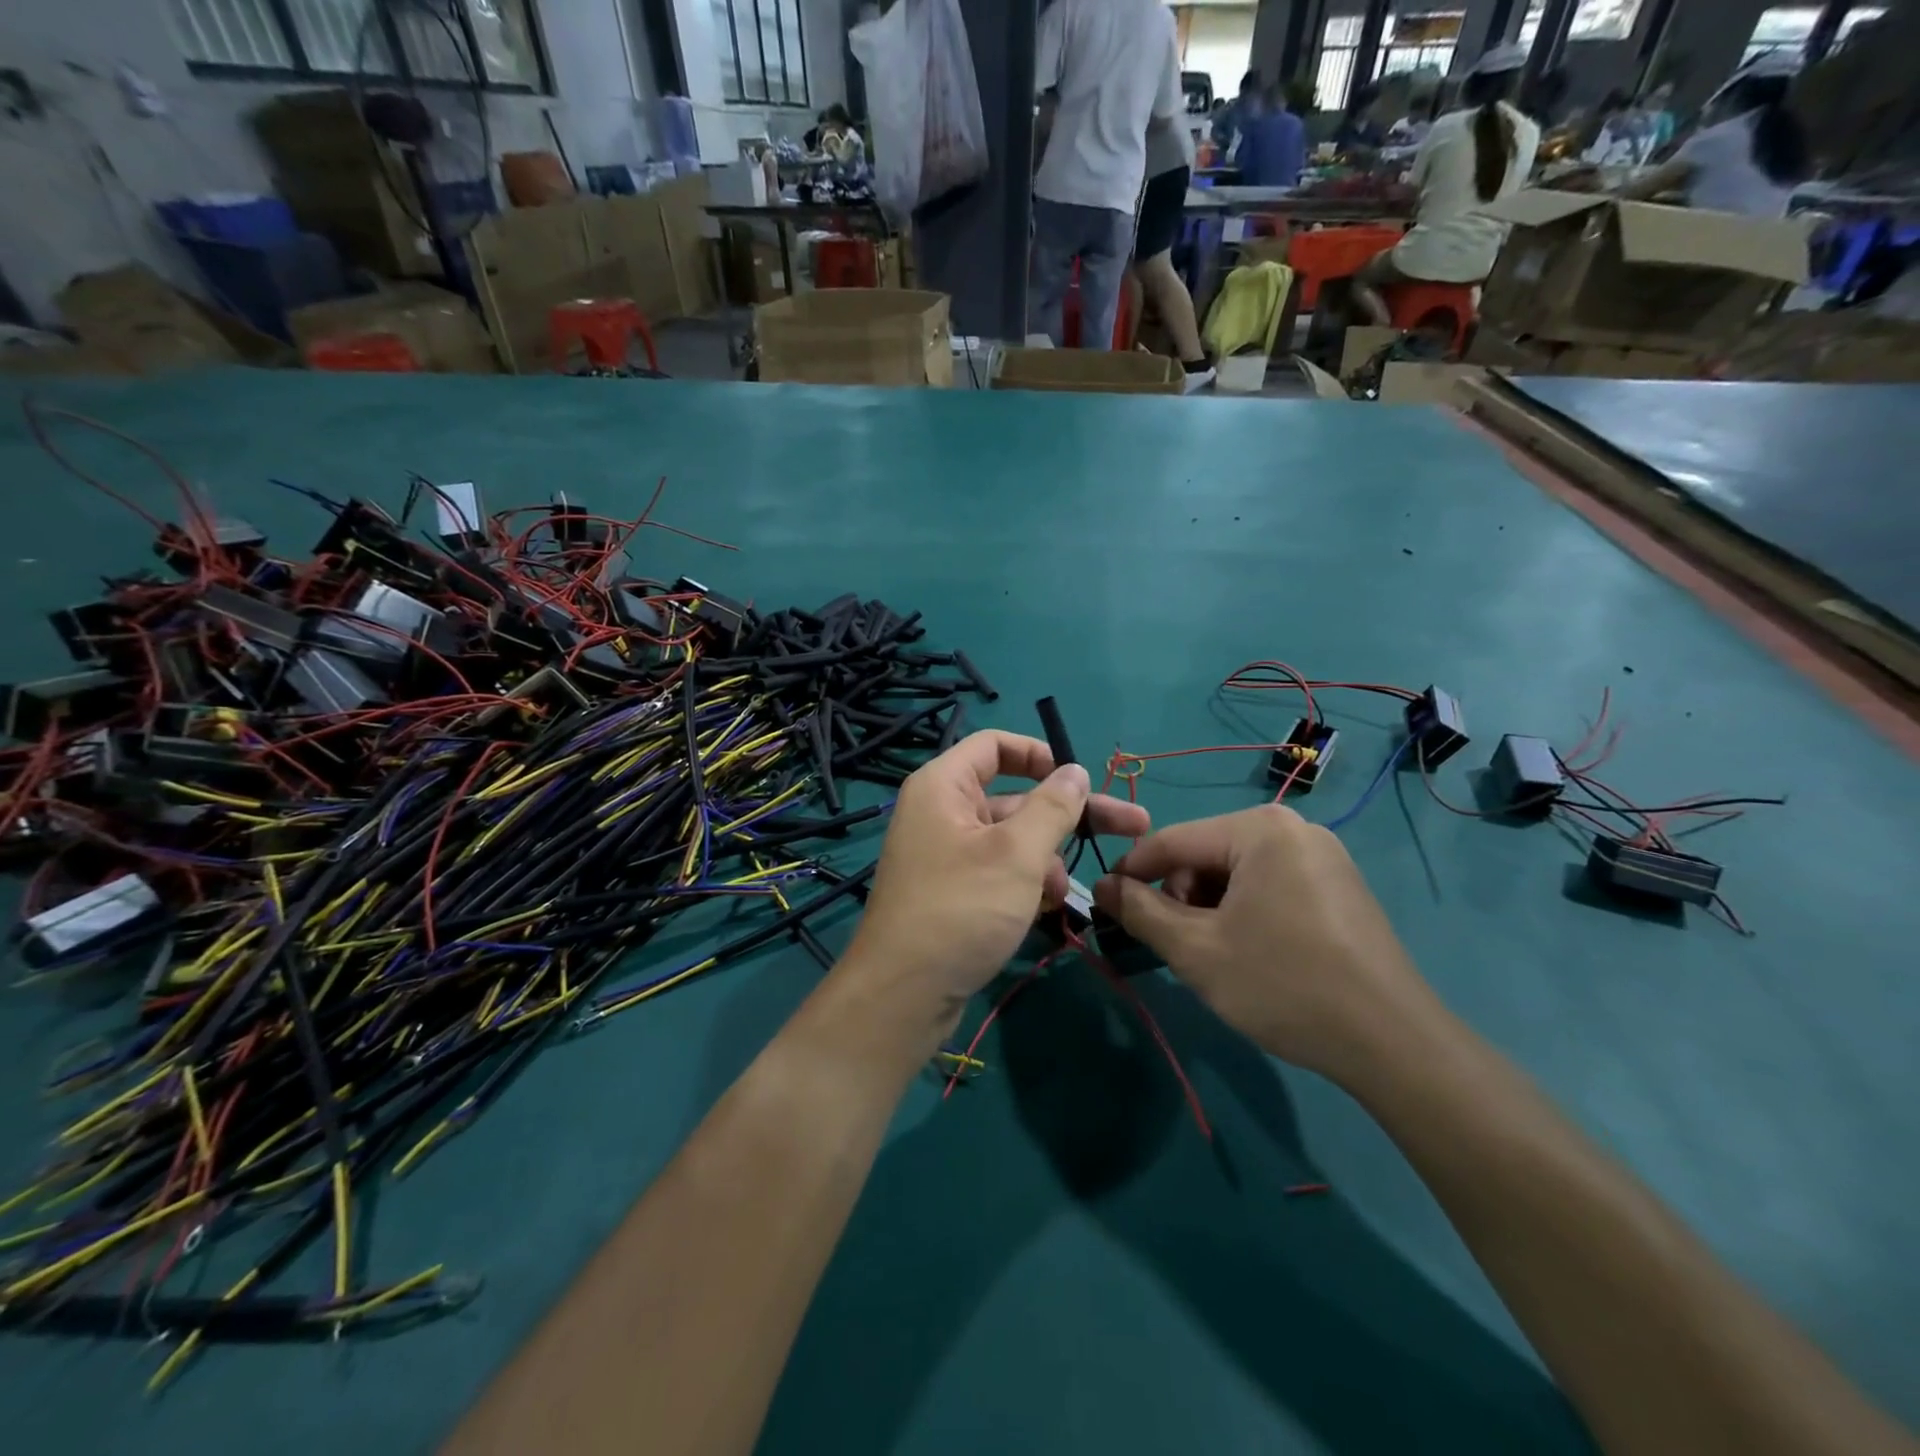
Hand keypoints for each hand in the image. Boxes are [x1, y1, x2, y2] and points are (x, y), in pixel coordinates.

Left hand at [841, 731, 1148, 1035]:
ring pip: (1011, 839)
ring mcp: (946, 854)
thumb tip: (1075, 770)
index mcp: (943, 786)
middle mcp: (941, 812)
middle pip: (1014, 796)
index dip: (1040, 754)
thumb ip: (1053, 807)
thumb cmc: (961, 909)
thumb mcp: (1017, 854)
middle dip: (1069, 815)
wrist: (904, 995)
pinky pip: (998, 870)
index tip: (1081, 778)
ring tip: (1067, 893)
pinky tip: (1049, 907)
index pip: (994, 745)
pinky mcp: (953, 891)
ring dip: (1048, 858)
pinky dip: (1026, 882)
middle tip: (1134, 826)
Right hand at [1092, 804, 1431, 1079]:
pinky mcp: (1339, 885)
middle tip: (1179, 947)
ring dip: (1211, 909)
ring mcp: (1323, 856)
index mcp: (1259, 829)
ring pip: (1236, 873)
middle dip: (1181, 898)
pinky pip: (1270, 885)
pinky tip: (1253, 954)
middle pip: (1206, 855)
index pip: (1171, 840)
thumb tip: (1100, 885)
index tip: (1104, 903)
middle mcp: (1293, 828)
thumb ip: (1139, 911)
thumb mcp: (1196, 950)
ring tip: (1216, 956)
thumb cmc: (1284, 985)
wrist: (1393, 1044)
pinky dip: (1245, 912)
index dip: (1131, 872)